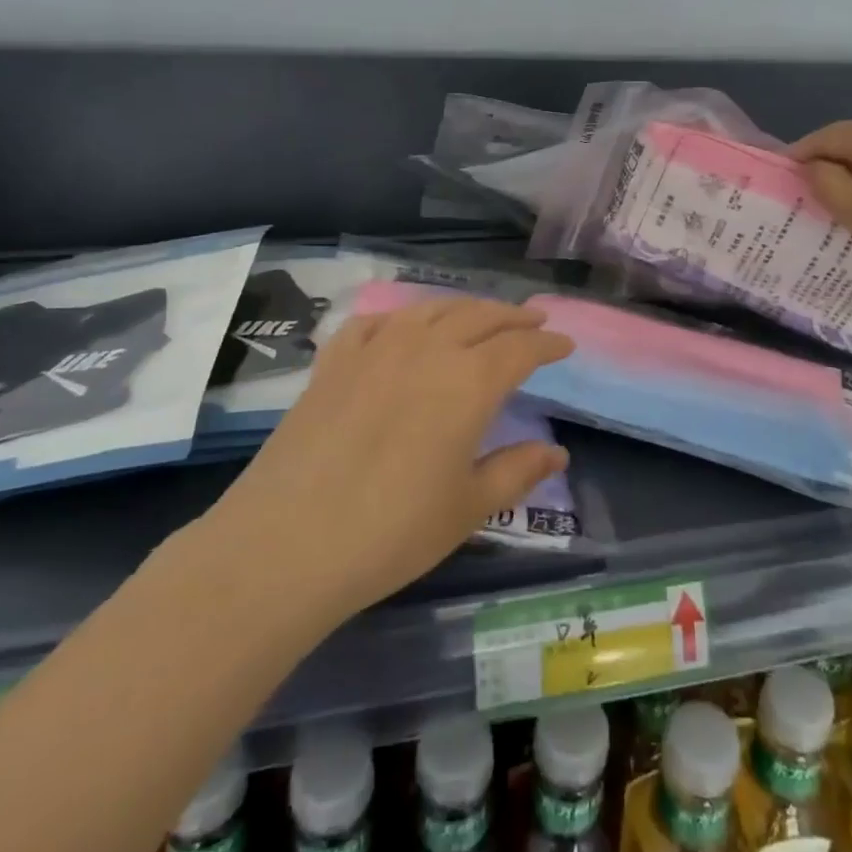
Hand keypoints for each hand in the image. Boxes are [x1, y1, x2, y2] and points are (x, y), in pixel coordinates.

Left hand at [203, 296, 573, 623]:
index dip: (547, 342)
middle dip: (512, 316)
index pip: (520, 347)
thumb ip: (517, 471)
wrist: (287, 543)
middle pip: (479, 316)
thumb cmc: (392, 531)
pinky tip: (402, 329)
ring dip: (463, 308)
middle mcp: (426, 349)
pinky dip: (400, 318)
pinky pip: (375, 322)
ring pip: (430, 310)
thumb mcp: (468, 507)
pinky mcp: (334, 361)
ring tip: (478, 316)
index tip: (564, 344)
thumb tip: (557, 452)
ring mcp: (375, 349)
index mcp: (469, 381)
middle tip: (533, 320)